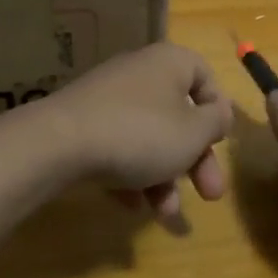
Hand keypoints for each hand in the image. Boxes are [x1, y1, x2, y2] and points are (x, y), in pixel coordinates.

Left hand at [39, 43, 231, 218]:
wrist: (59, 144)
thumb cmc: (140, 133)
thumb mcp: (193, 133)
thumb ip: (215, 122)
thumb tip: (219, 112)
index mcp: (169, 63)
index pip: (204, 76)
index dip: (217, 111)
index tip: (219, 142)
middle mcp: (139, 73)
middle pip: (178, 116)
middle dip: (195, 160)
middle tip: (210, 195)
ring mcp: (107, 98)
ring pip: (148, 138)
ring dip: (163, 177)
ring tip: (164, 214)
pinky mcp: (82, 123)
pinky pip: (117, 148)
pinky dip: (128, 175)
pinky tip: (130, 205)